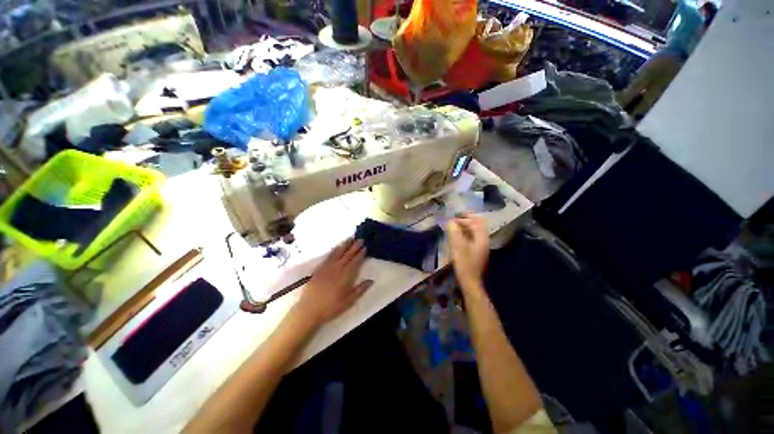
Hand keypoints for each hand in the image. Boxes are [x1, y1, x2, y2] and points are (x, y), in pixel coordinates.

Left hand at [296, 239, 373, 324]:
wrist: (309, 309)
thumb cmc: (331, 307)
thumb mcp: (349, 301)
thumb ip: (360, 289)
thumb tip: (371, 280)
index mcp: (346, 276)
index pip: (355, 262)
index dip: (360, 254)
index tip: (365, 247)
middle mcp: (337, 269)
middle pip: (347, 255)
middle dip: (355, 246)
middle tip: (360, 239)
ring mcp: (327, 267)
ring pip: (338, 253)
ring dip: (345, 245)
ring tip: (350, 238)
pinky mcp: (319, 269)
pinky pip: (328, 256)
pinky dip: (334, 250)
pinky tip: (337, 247)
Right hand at [447, 214, 488, 289]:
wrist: (471, 282)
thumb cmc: (465, 264)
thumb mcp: (457, 247)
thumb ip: (454, 232)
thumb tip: (451, 221)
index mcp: (481, 238)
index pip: (477, 221)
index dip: (466, 216)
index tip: (455, 214)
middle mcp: (483, 240)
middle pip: (477, 225)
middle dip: (466, 220)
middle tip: (453, 219)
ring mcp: (481, 246)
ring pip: (474, 231)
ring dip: (465, 227)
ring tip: (453, 226)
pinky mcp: (477, 251)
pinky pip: (472, 238)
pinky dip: (465, 234)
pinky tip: (456, 236)